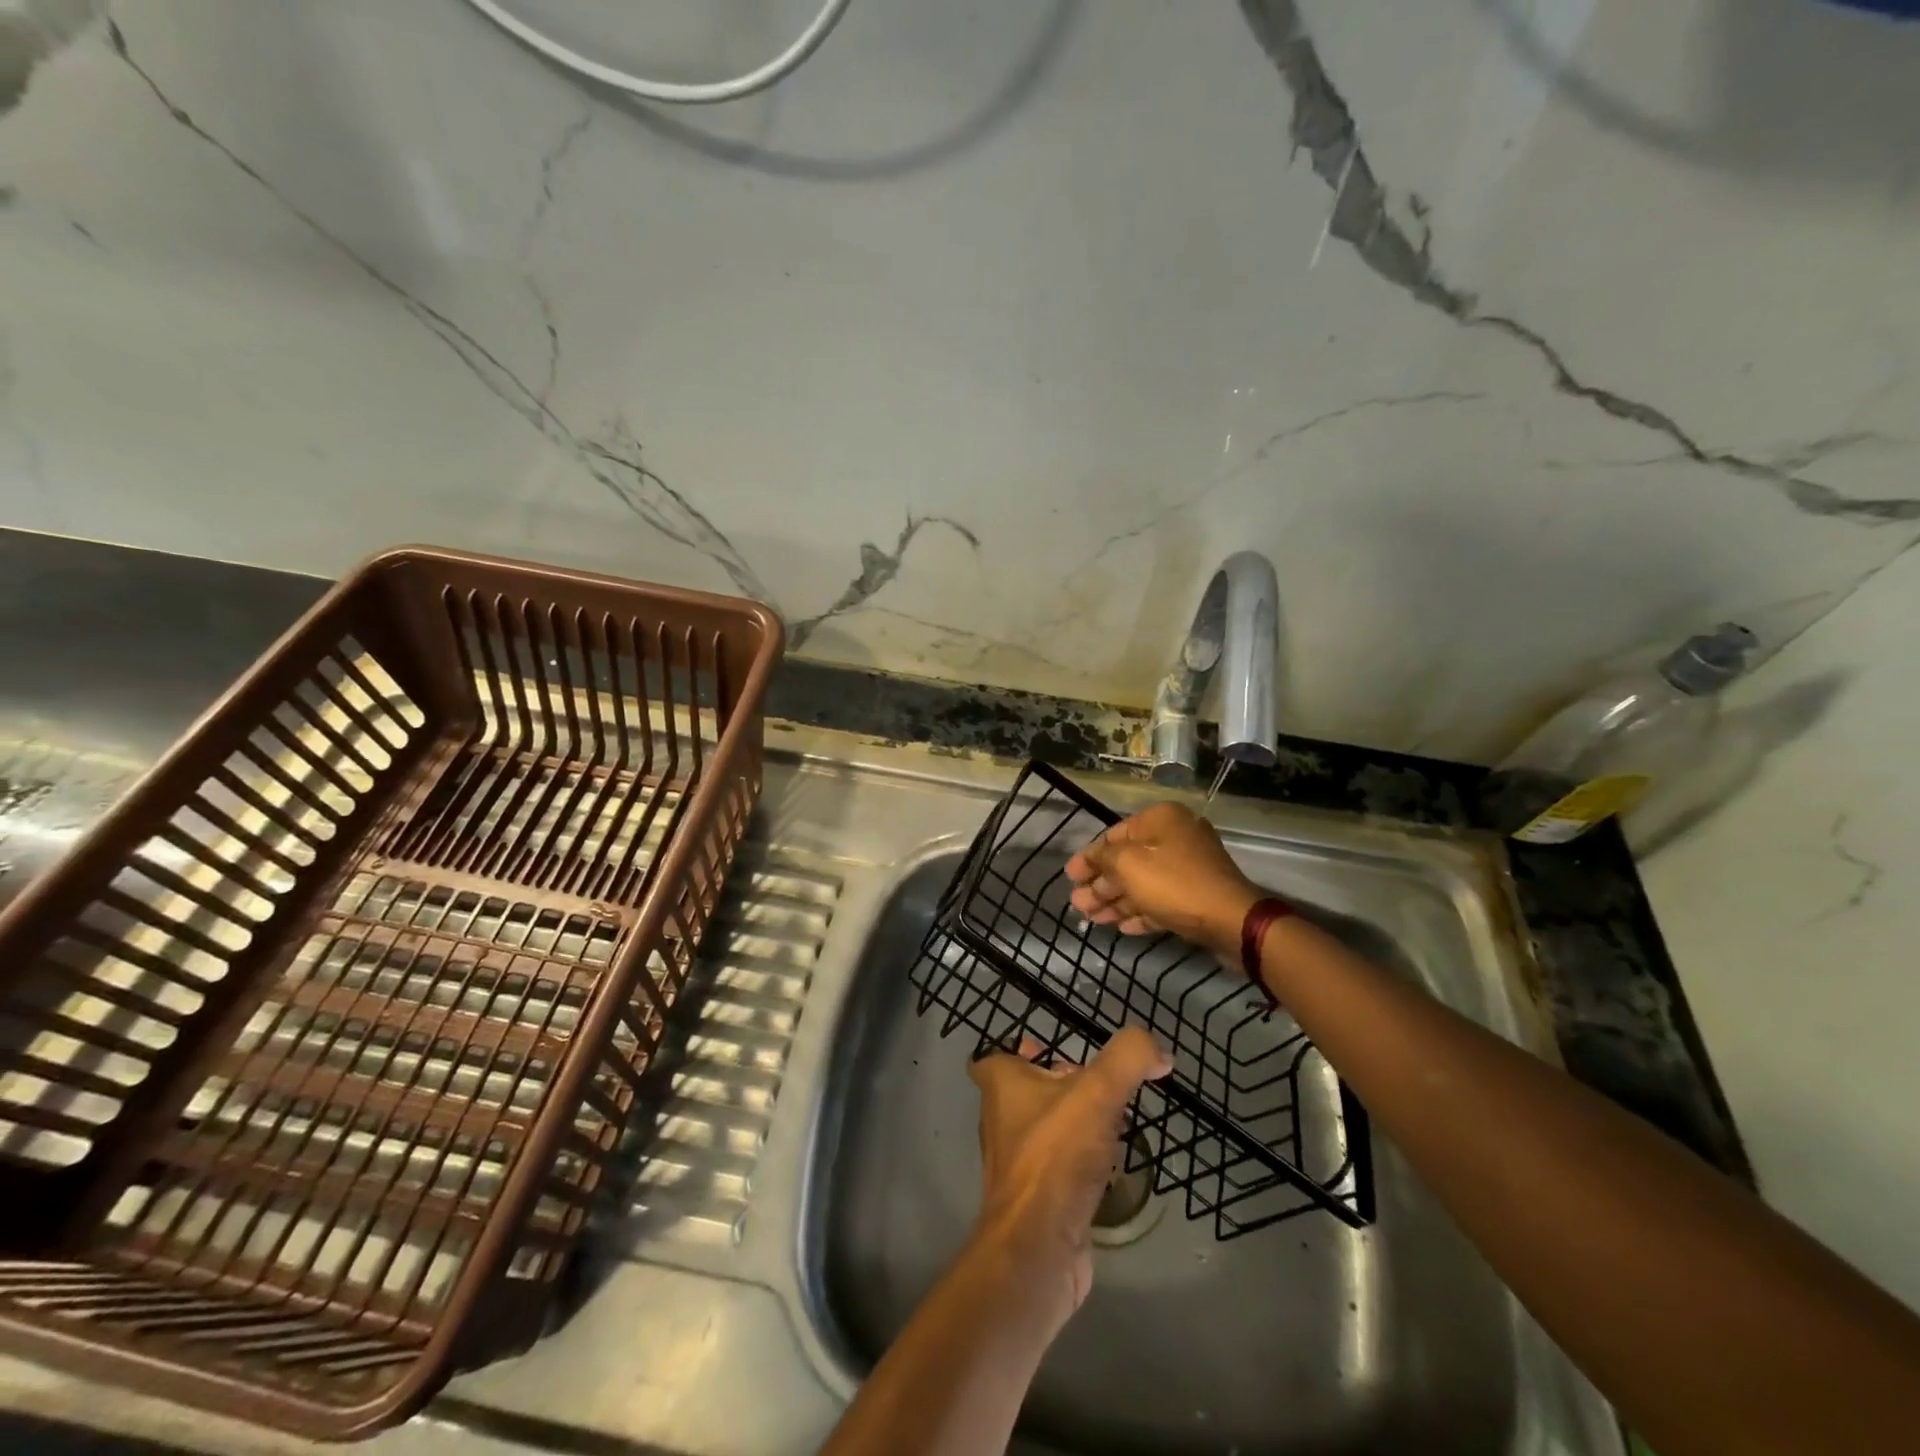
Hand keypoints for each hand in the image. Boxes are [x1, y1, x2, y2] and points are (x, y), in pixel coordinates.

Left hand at [967, 1027, 1171, 1321]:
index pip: (996, 1057)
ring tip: (1112, 1122)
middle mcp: (1000, 1118)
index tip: (1049, 1050)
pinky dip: (1081, 1162)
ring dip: (1075, 1124)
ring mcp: (1016, 1162)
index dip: (1020, 1051)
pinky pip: (1058, 1166)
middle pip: (1028, 1090)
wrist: (1038, 1247)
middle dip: (1061, 1084)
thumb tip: (1158, 1051)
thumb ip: (1128, 1058)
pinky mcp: (1035, 1198)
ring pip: (1045, 1128)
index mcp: (1001, 1085)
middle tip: (1099, 1085)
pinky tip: (1108, 1166)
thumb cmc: (1056, 1156)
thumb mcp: (1098, 1092)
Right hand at [1065, 802, 1260, 959]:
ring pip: (1144, 883)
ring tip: (1090, 919)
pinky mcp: (1198, 897)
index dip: (1089, 857)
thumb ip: (1103, 858)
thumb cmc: (1175, 885)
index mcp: (1162, 820)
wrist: (1232, 922)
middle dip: (1101, 884)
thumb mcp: (1129, 866)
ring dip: (1116, 901)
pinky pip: (1162, 900)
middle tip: (1077, 903)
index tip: (1069, 876)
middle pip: (1129, 861)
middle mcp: (1177, 838)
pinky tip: (1121, 927)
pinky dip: (1141, 911)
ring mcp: (1190, 869)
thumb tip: (1091, 857)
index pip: (1115, 835)